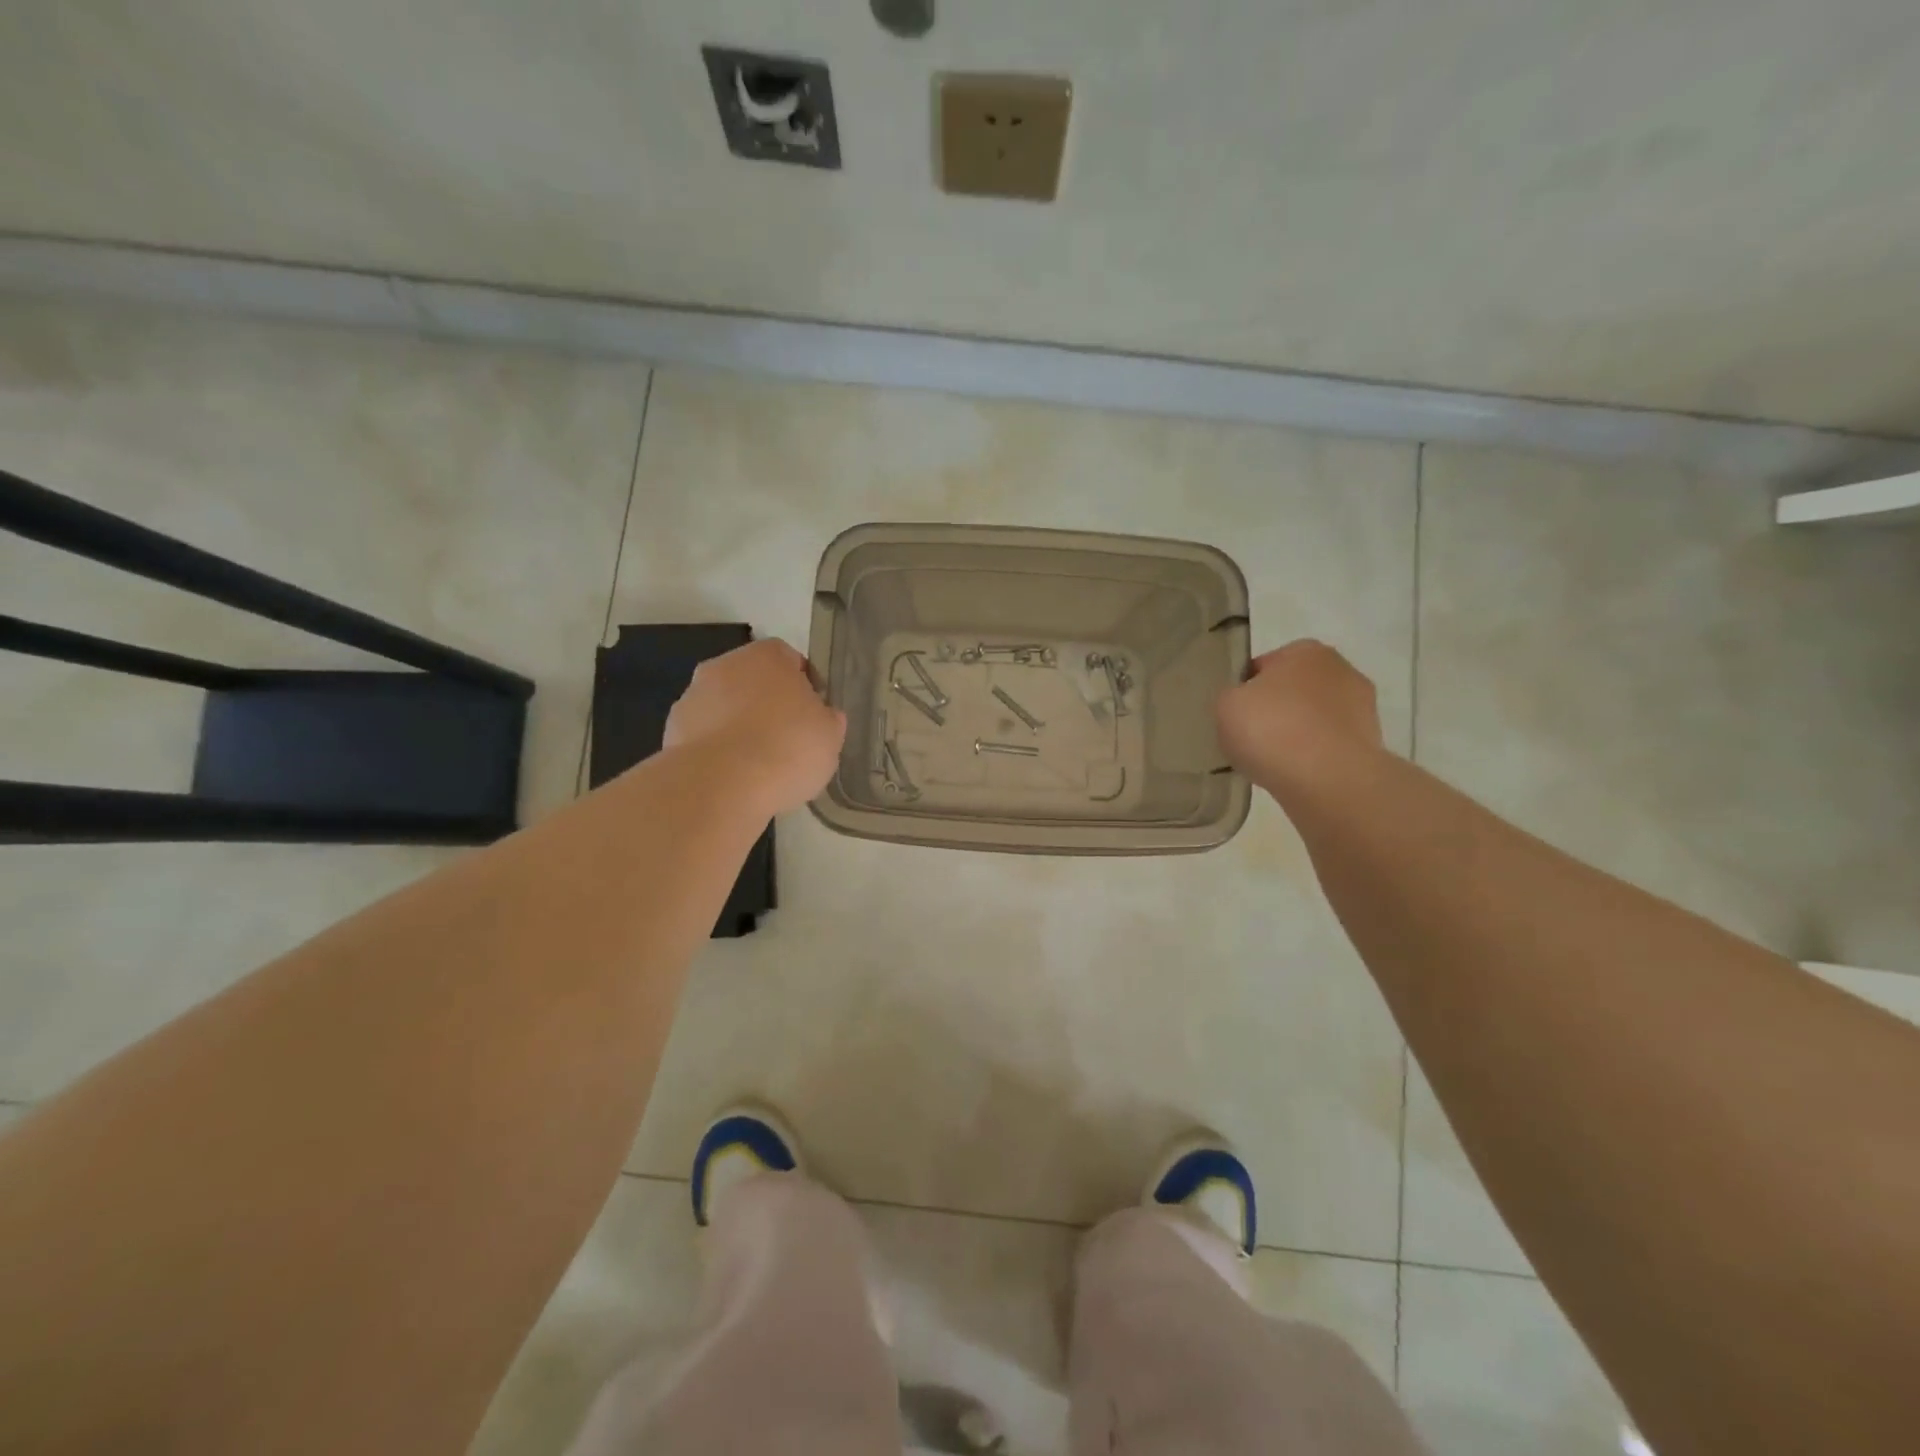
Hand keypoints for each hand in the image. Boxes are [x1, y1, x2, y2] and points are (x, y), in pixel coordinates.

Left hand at [665, 638, 845, 815]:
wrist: (721, 785)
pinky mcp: (672, 731)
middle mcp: (725, 665)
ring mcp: (693, 697)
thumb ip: (827, 719)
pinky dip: (717, 750)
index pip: (791, 660)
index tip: (813, 716)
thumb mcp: (830, 736)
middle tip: (787, 740)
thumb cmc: (787, 748)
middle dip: (767, 705)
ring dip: (739, 726)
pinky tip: (732, 777)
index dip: (805, 687)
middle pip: (753, 681)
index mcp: (767, 656)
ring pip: (725, 707)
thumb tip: (823, 716)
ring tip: (757, 765)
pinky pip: (704, 735)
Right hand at [1215, 639, 1382, 794]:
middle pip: (1293, 690)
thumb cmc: (1271, 729)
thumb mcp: (1226, 705)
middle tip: (1251, 738)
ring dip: (1296, 734)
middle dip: (1276, 710)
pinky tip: (1294, 774)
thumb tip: (1245, 704)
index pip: (1264, 667)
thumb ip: (1233, 696)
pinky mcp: (1371, 744)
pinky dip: (1313, 757)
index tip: (1236, 715)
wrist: (1325, 779)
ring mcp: (1363, 708)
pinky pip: (1328, 746)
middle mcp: (1342, 670)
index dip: (1245, 691)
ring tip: (1272, 762)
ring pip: (1313, 719)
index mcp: (1306, 651)